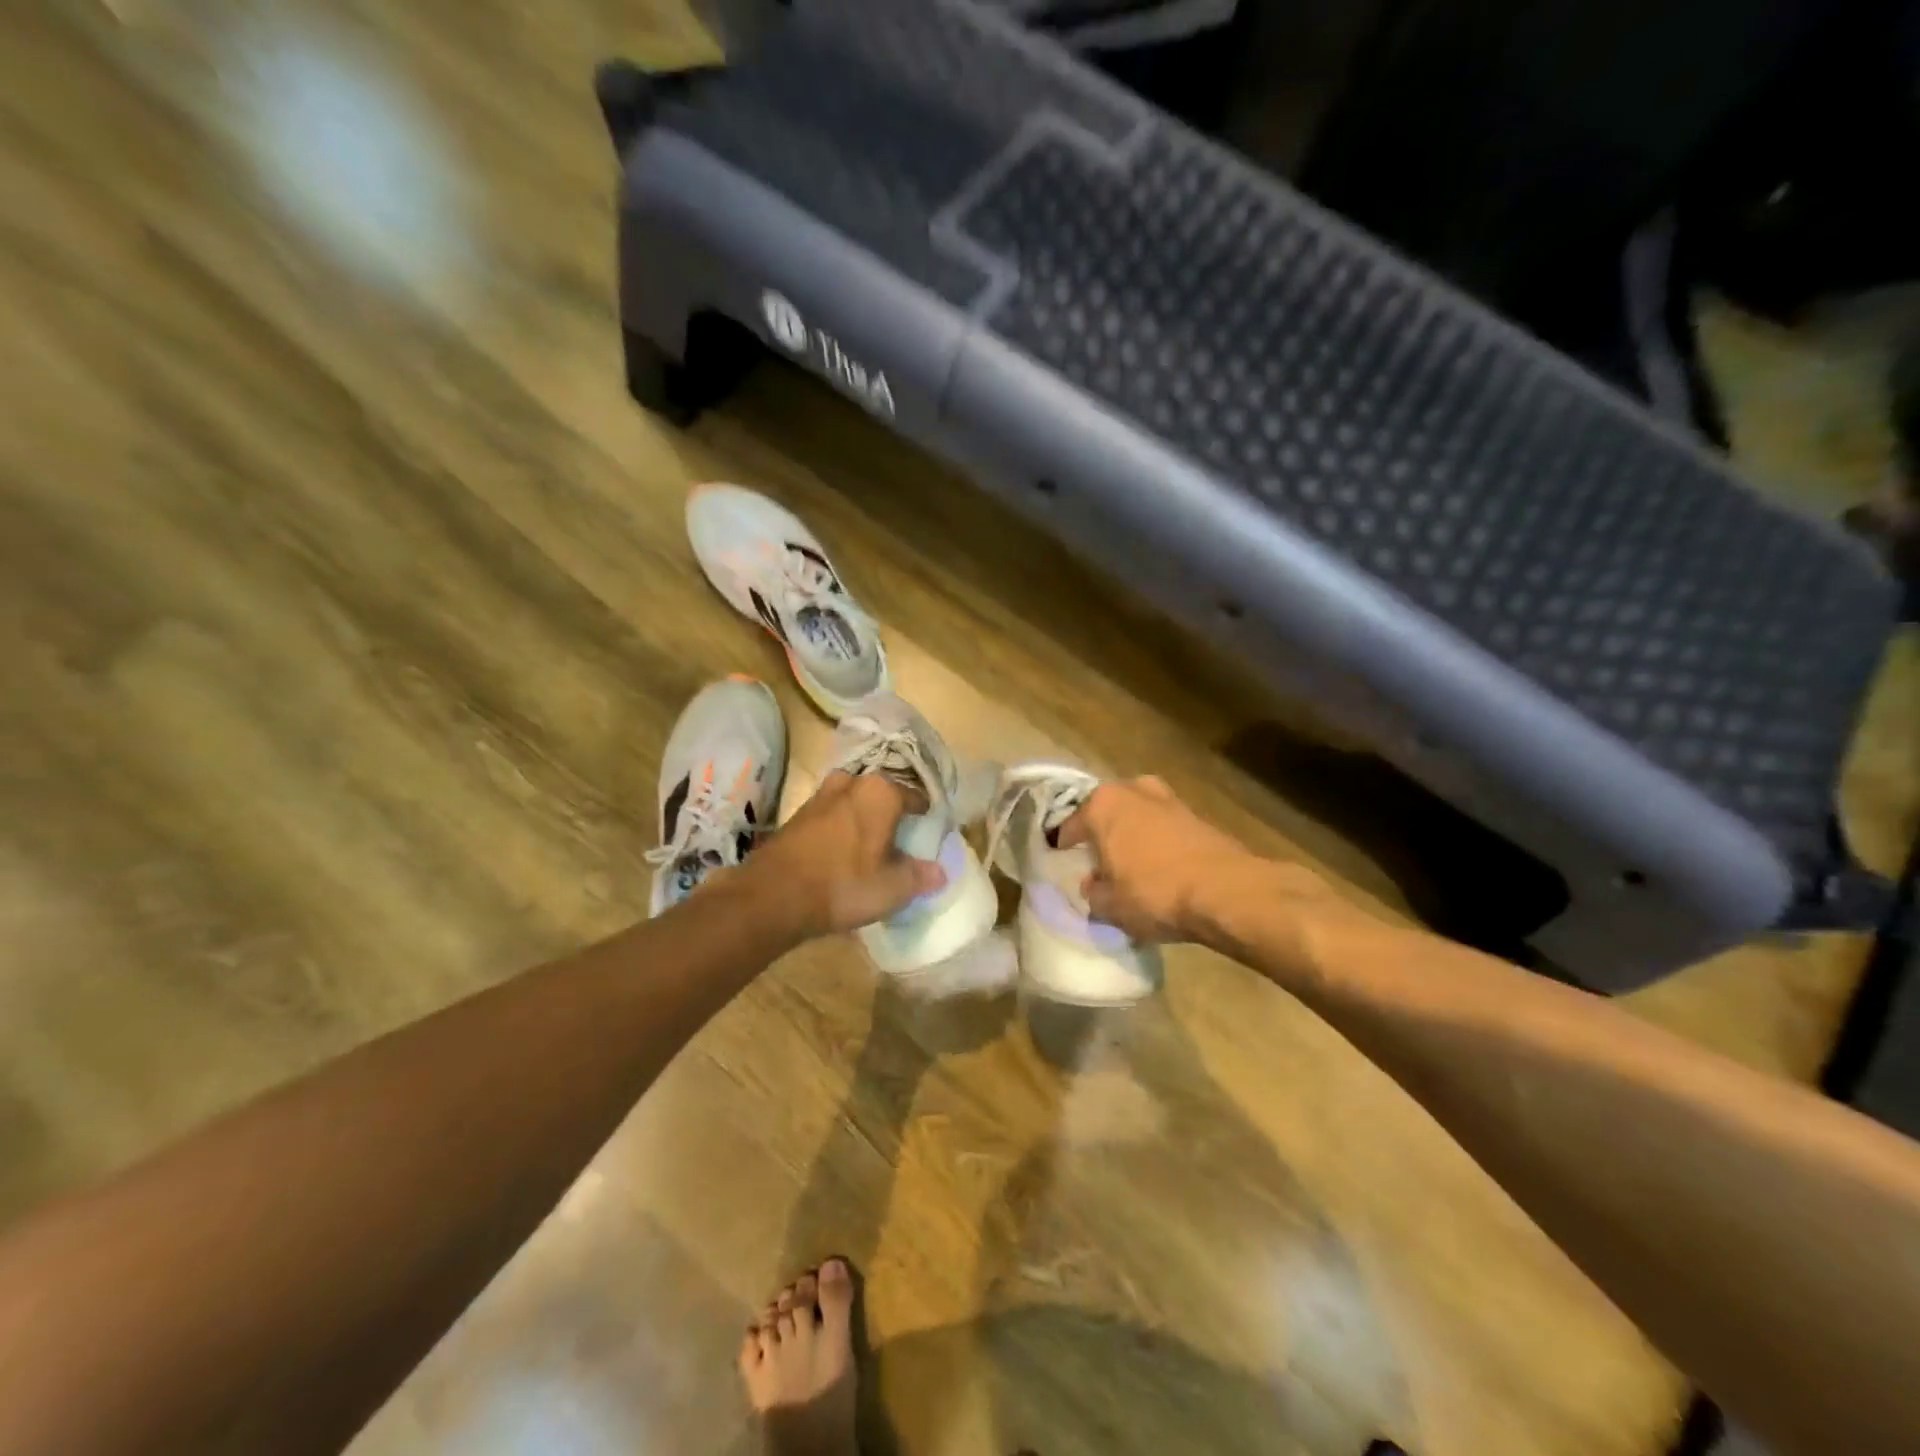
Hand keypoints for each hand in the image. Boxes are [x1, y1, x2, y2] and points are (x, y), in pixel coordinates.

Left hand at [735, 772, 946, 941]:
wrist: (773, 895)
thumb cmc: (844, 885)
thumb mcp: (892, 889)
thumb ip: (919, 876)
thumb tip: (940, 872)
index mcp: (881, 792)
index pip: (916, 797)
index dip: (925, 818)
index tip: (928, 836)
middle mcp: (852, 783)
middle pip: (882, 795)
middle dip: (891, 814)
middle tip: (899, 842)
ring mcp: (821, 795)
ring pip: (853, 802)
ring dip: (862, 820)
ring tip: (869, 848)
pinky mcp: (797, 814)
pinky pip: (831, 815)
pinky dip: (839, 829)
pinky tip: (841, 854)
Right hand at [1055, 776, 1255, 943]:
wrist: (1226, 892)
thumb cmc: (1154, 893)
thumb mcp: (1111, 906)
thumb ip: (1094, 894)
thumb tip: (1093, 886)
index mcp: (1103, 805)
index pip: (1071, 824)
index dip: (1063, 844)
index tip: (1059, 858)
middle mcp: (1133, 790)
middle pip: (1107, 810)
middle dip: (1101, 831)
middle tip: (1095, 857)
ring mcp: (1169, 799)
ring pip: (1138, 814)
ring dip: (1132, 833)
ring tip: (1128, 860)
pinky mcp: (1197, 815)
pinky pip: (1164, 826)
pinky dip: (1157, 840)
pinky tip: (1158, 864)